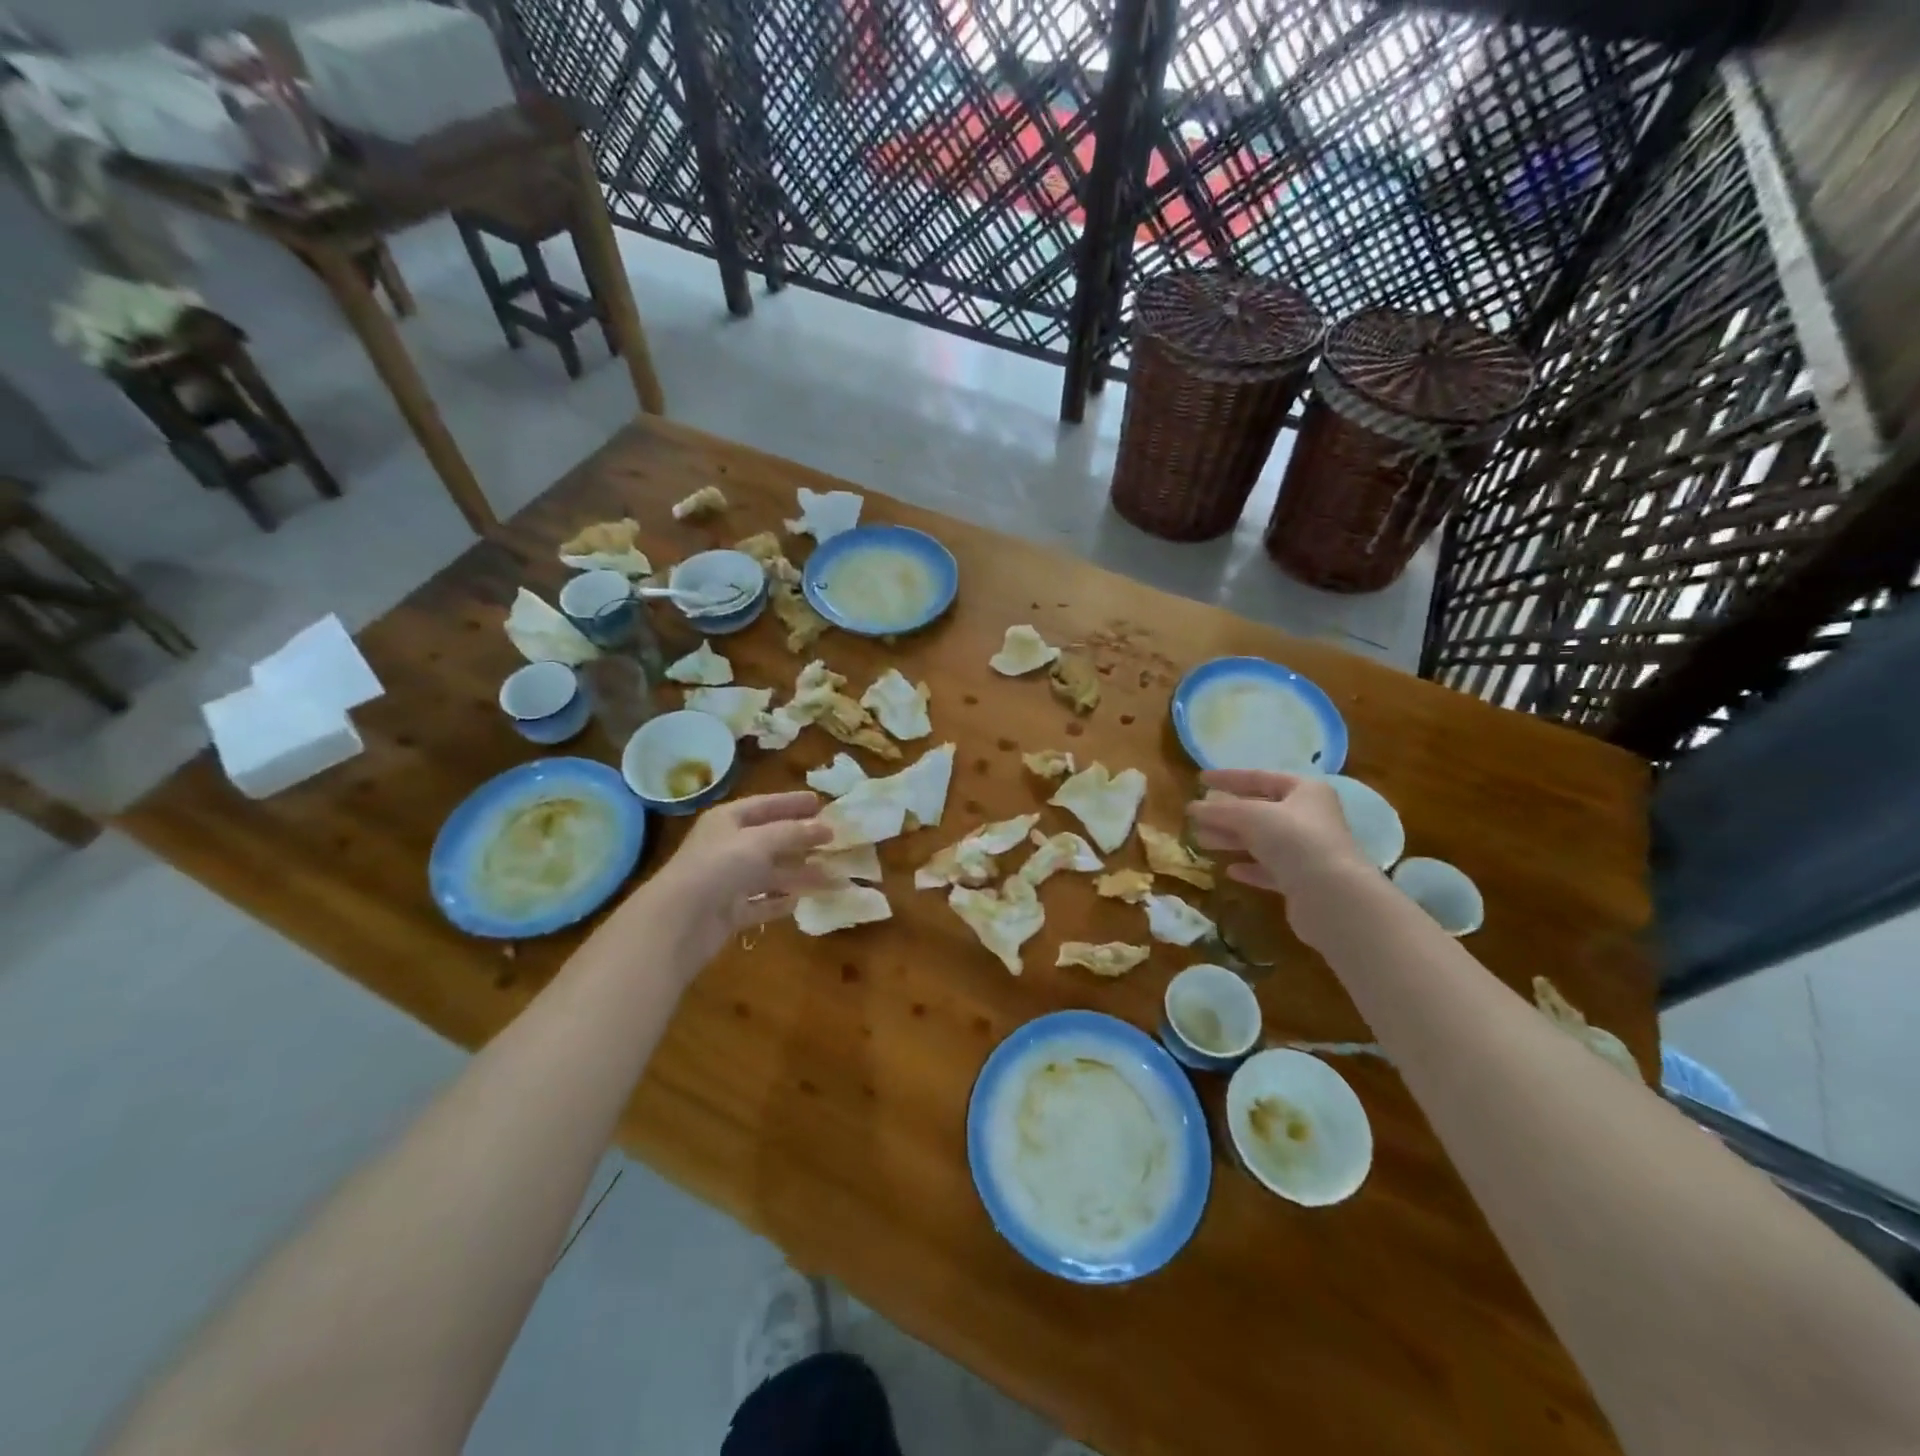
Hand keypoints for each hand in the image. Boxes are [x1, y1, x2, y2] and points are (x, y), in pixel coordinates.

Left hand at [637, 792, 835, 966]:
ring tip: (831, 876)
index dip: (792, 802)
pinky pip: (760, 904)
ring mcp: (727, 881)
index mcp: (727, 821)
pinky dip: (778, 903)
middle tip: (833, 840)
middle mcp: (726, 848)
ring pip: (769, 874)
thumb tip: (825, 828)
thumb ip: (794, 833)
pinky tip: (799, 903)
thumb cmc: (719, 867)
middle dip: (801, 840)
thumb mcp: (760, 841)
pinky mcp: (729, 912)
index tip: (820, 802)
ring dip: (799, 874)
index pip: (765, 805)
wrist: (679, 921)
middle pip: (770, 840)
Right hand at [1186, 770, 1373, 903]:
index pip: (1259, 777)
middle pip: (1260, 811)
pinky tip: (1230, 871)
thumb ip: (1220, 810)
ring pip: (1262, 840)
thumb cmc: (1294, 840)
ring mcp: (1308, 850)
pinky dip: (1250, 867)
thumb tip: (1193, 808)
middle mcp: (1309, 817)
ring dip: (1232, 840)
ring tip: (1201, 841)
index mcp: (1304, 790)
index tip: (1199, 780)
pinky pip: (1271, 869)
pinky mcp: (1304, 881)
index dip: (1228, 778)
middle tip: (1196, 817)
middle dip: (1226, 814)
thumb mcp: (1250, 816)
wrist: (1332, 895)